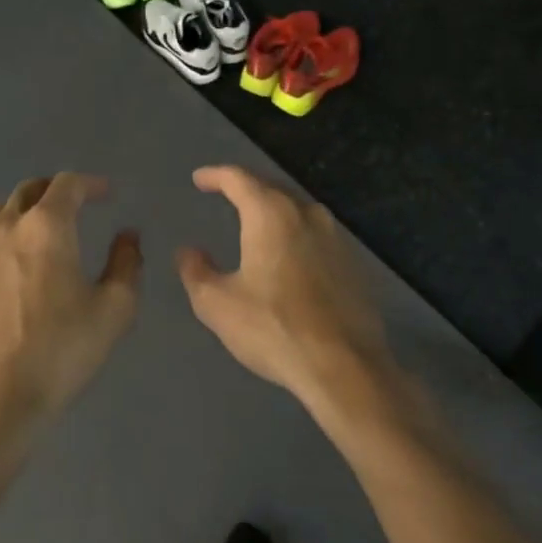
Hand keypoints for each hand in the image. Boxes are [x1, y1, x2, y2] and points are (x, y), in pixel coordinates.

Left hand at [0, 174, 141, 450]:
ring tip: (40, 232)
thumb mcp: (115, 309)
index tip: (106, 195)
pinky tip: (11, 269)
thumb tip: (128, 236)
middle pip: (28, 190)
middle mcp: (5, 227)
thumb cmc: (62, 350)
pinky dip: (0, 242)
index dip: (91, 184)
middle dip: (55, 191)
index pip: (67, 184)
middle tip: (74, 206)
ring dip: (23, 212)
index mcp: (46, 227)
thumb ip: (126, 263)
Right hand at [176, 166, 394, 411]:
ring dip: (274, 210)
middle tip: (226, 194)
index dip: (216, 176)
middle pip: (272, 188)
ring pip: (298, 210)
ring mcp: (335, 238)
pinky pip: (316, 235)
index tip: (199, 179)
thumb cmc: (273, 328)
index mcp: (271, 215)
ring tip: (255, 220)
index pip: (239, 179)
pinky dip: (295, 234)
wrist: (344, 367)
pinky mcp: (352, 264)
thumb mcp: (218, 304)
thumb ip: (197, 271)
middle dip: (246, 188)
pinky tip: (288, 254)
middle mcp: (307, 215)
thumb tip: (188, 251)